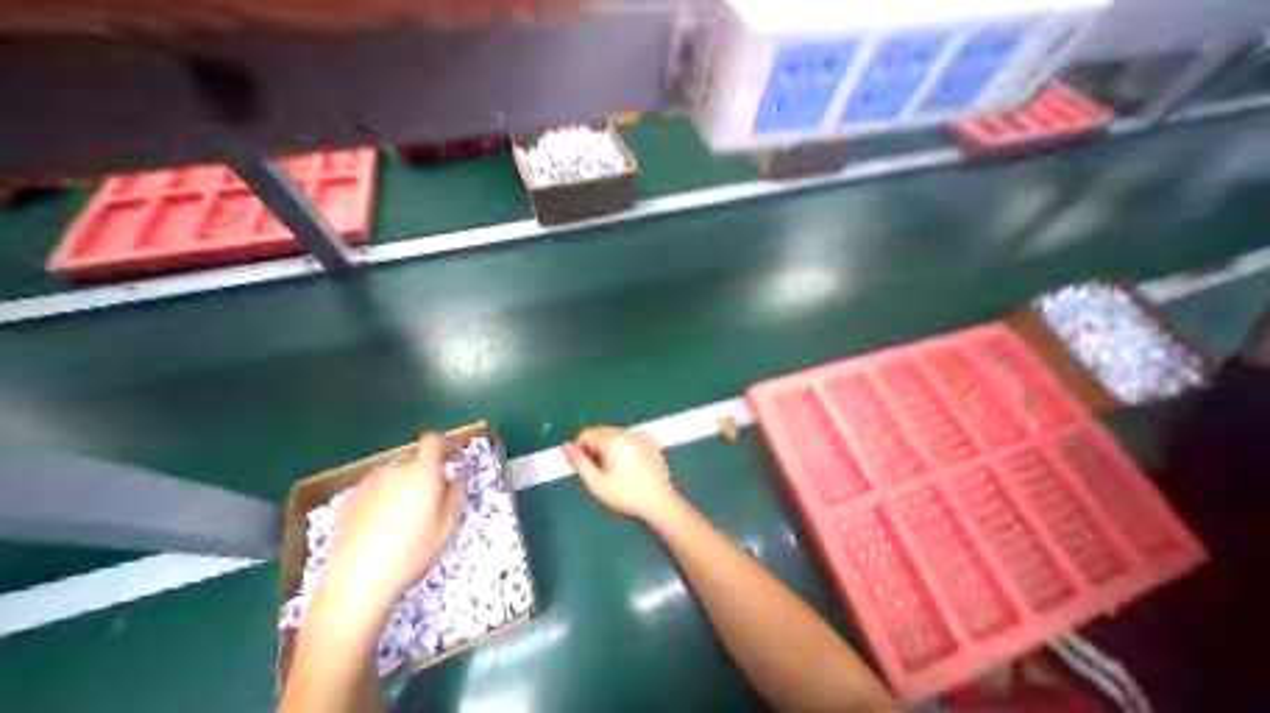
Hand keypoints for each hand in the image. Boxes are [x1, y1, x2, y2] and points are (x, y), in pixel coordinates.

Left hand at [323, 431, 467, 614]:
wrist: (353, 587)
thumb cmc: (411, 554)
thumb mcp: (447, 525)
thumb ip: (457, 491)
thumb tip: (462, 471)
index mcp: (420, 472)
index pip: (433, 440)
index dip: (447, 443)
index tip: (455, 457)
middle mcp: (393, 470)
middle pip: (415, 455)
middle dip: (429, 466)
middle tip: (437, 490)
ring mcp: (367, 484)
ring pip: (396, 471)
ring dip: (408, 479)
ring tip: (410, 509)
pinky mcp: (349, 500)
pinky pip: (377, 485)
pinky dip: (388, 492)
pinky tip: (386, 521)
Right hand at [562, 426, 678, 520]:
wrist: (659, 501)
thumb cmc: (626, 495)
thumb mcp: (597, 483)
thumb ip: (579, 463)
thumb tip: (566, 447)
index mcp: (614, 440)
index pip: (587, 433)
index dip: (579, 447)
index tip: (581, 465)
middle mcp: (627, 431)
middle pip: (601, 431)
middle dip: (593, 447)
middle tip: (597, 470)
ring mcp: (640, 434)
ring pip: (614, 434)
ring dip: (607, 446)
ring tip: (612, 469)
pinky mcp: (649, 440)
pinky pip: (627, 437)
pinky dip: (621, 446)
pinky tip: (627, 465)